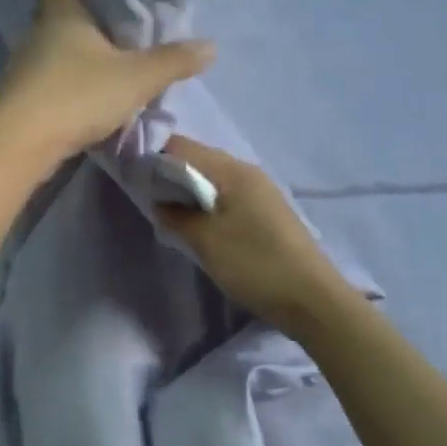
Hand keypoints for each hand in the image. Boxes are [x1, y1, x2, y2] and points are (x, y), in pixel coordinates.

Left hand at [0, 0, 215, 163]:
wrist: (23, 144)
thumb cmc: (77, 95)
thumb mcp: (135, 78)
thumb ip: (172, 62)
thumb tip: (210, 46)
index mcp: (61, 14)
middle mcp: (36, 35)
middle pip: (49, 9)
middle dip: (65, 0)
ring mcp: (23, 69)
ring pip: (47, 47)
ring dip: (66, 45)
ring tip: (92, 47)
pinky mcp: (20, 100)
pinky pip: (46, 78)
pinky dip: (62, 77)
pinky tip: (80, 91)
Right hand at [155, 136, 350, 335]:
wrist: (311, 298)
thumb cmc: (255, 265)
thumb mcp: (206, 241)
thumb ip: (176, 215)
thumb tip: (159, 201)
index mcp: (233, 170)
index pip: (182, 146)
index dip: (154, 159)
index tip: (135, 183)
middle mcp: (248, 172)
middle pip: (198, 160)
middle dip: (170, 177)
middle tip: (151, 204)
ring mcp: (261, 192)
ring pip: (213, 181)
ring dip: (189, 194)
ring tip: (172, 219)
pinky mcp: (266, 212)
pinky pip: (228, 197)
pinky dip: (208, 206)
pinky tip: (201, 229)